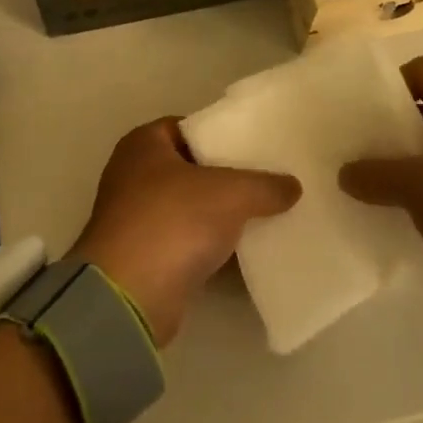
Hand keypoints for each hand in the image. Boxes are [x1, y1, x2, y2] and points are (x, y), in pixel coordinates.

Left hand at [71, 119, 300, 345]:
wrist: (130, 295)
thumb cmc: (173, 221)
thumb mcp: (230, 193)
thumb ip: (263, 185)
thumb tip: (292, 185)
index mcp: (143, 144)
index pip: (188, 128)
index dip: (221, 135)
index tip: (256, 146)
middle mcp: (133, 174)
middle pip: (191, 168)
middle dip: (227, 177)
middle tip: (268, 181)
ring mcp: (137, 217)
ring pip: (190, 207)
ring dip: (221, 215)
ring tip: (268, 214)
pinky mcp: (145, 257)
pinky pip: (188, 241)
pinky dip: (212, 245)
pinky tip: (247, 251)